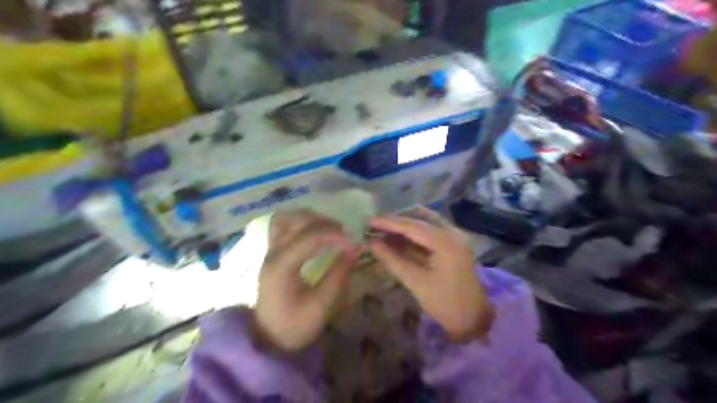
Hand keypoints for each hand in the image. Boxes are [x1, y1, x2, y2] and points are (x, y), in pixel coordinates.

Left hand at [257, 210, 355, 350]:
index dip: (333, 235)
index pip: (308, 237)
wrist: (267, 339)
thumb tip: (352, 250)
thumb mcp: (320, 307)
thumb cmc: (293, 326)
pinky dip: (300, 222)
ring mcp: (270, 251)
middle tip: (343, 233)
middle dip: (323, 222)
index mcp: (281, 266)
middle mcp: (273, 253)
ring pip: (287, 218)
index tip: (352, 241)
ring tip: (330, 229)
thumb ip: (337, 276)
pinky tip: (314, 231)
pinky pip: (283, 226)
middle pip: (296, 221)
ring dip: (310, 218)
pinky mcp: (272, 253)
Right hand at [370, 208, 492, 343]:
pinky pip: (430, 230)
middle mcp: (452, 232)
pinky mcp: (453, 243)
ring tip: (382, 228)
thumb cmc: (444, 303)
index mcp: (445, 242)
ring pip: (425, 222)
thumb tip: (371, 243)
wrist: (473, 319)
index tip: (368, 221)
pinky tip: (399, 235)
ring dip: (404, 224)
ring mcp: (454, 236)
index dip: (388, 223)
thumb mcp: (415, 281)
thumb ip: (392, 260)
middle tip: (373, 225)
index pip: (411, 226)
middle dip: (395, 222)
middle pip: (418, 220)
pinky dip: (414, 232)